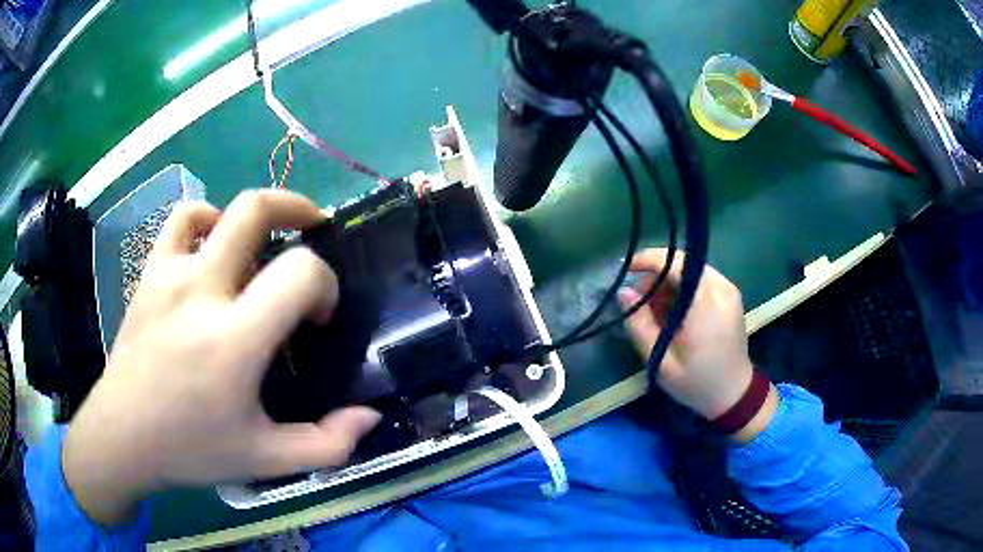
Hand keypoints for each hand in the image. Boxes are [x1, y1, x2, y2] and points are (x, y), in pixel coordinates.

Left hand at [63, 191, 380, 525]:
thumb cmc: (193, 449)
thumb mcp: (267, 460)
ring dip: (252, 216)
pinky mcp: (150, 273)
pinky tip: (212, 245)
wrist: (123, 436)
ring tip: (261, 245)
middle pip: (256, 209)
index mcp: (234, 340)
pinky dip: (206, 219)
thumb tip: (369, 414)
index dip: (324, 284)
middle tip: (312, 230)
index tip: (316, 317)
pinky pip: (181, 220)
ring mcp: (170, 275)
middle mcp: (201, 292)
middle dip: (297, 209)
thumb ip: (328, 444)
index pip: (299, 273)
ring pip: (219, 209)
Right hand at [619, 248, 777, 442]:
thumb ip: (640, 325)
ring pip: (692, 269)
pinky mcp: (731, 296)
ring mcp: (729, 290)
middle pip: (683, 263)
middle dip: (657, 273)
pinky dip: (683, 287)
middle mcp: (721, 289)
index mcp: (705, 305)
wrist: (734, 394)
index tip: (626, 269)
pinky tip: (673, 310)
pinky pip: (702, 279)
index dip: (649, 260)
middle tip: (637, 298)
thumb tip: (623, 292)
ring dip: (669, 282)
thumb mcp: (660, 361)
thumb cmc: (695, 382)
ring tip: (653, 308)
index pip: (676, 264)